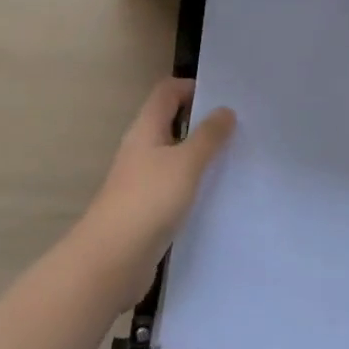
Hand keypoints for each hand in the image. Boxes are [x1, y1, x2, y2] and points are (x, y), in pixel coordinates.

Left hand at [76, 78, 235, 299]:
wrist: (111, 261)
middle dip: (201, 122)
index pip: (167, 91)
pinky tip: (214, 195)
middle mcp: (141, 149)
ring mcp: (141, 180)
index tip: (224, 98)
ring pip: (174, 156)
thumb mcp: (186, 163)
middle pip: (171, 122)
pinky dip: (193, 184)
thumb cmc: (149, 200)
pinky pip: (173, 186)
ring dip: (199, 155)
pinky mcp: (146, 209)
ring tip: (233, 159)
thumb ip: (208, 136)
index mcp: (146, 128)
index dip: (192, 88)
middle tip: (237, 128)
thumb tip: (225, 110)